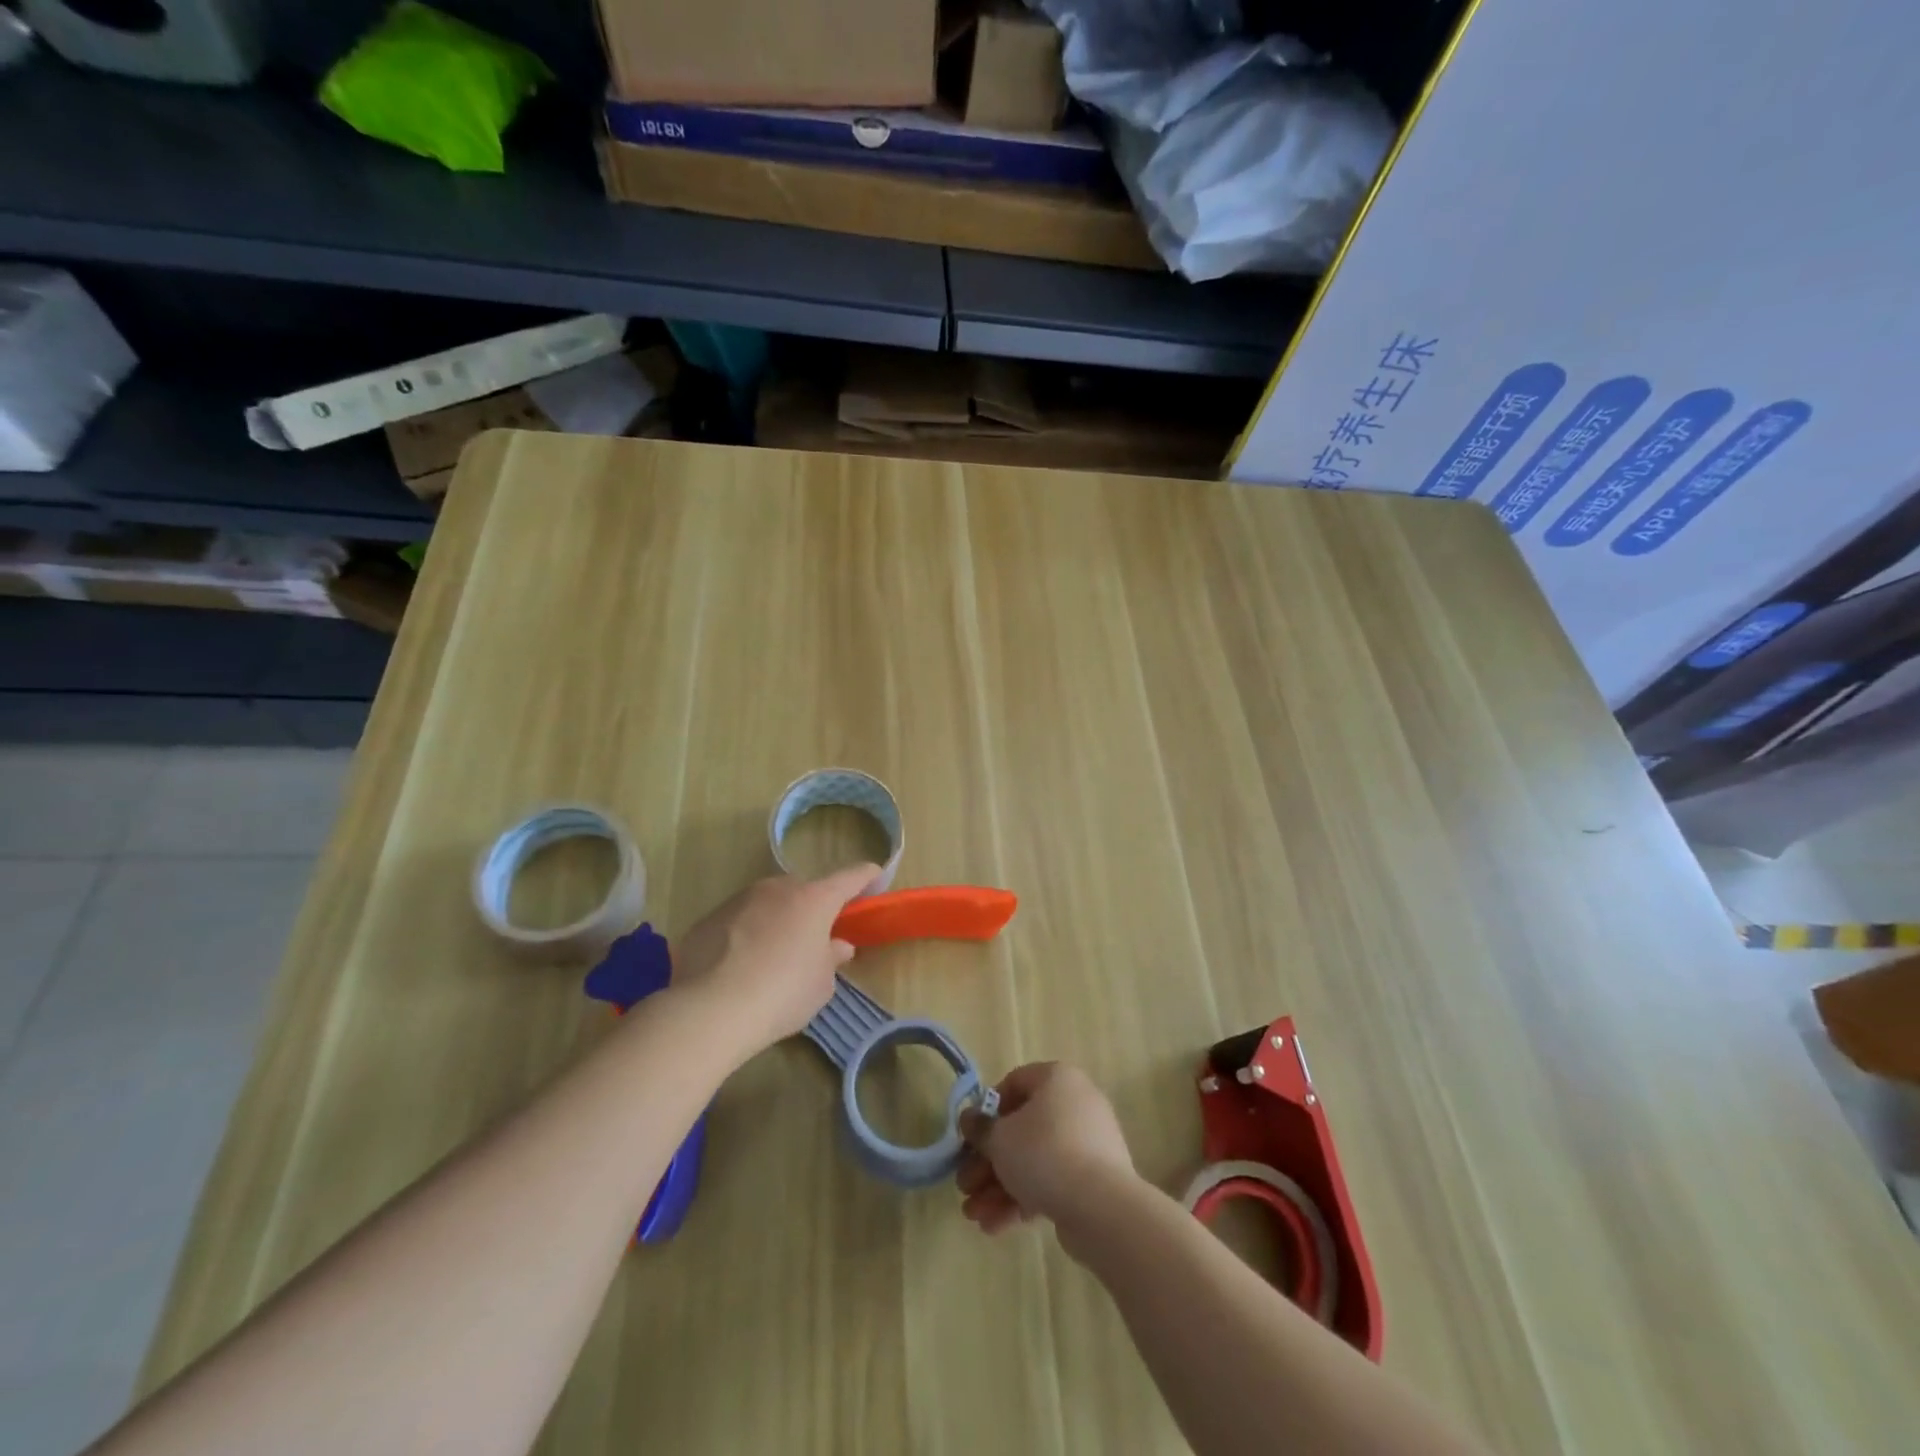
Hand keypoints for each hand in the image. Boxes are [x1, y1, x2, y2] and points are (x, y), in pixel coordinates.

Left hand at [669, 864, 880, 1059]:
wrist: (709, 1009)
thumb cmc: (782, 993)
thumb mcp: (821, 984)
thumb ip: (831, 959)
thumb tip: (836, 945)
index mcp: (814, 899)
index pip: (850, 877)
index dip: (866, 876)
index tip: (875, 875)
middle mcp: (777, 888)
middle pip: (804, 890)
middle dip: (813, 907)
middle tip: (814, 938)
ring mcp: (739, 899)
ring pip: (768, 903)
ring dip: (776, 920)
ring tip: (771, 957)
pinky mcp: (708, 918)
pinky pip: (738, 921)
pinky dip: (745, 935)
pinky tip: (738, 967)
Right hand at [955, 1062, 1135, 1241]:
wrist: (1102, 1208)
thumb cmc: (1045, 1154)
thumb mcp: (1000, 1139)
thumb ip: (980, 1128)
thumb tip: (969, 1118)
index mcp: (1057, 1079)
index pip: (1013, 1084)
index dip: (986, 1112)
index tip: (970, 1139)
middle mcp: (1075, 1103)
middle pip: (1021, 1129)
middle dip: (988, 1162)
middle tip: (965, 1186)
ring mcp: (1088, 1143)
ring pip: (1034, 1159)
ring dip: (1000, 1186)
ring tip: (974, 1216)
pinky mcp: (1093, 1179)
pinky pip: (1052, 1180)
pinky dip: (1024, 1198)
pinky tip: (995, 1226)